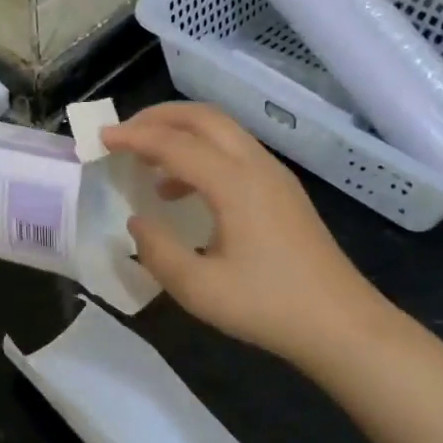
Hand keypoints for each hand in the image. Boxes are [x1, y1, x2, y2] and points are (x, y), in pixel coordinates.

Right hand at [102, 102, 396, 368]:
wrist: (342, 326)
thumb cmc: (268, 307)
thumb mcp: (198, 289)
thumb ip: (157, 251)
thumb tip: (138, 222)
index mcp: (235, 184)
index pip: (175, 143)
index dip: (134, 137)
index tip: (99, 139)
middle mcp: (256, 167)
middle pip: (204, 117)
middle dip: (159, 117)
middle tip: (123, 133)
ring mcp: (274, 176)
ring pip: (222, 131)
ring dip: (180, 134)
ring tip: (146, 161)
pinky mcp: (282, 191)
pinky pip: (234, 152)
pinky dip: (200, 154)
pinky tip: (181, 192)